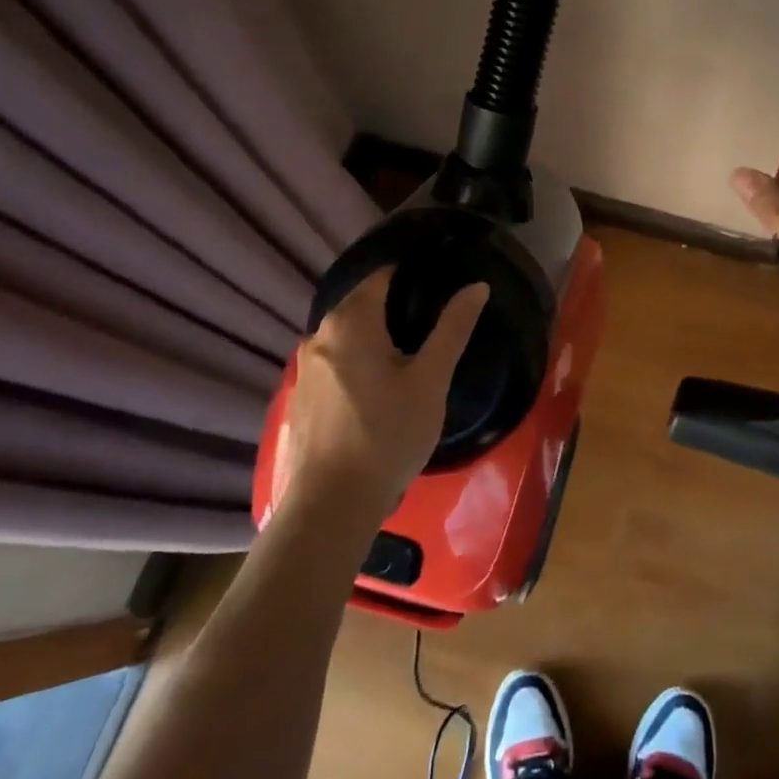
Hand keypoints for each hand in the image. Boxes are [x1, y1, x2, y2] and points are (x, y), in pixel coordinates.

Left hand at [278, 270, 487, 519]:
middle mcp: (319, 334)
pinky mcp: (302, 396)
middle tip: (434, 322)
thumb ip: (453, 328)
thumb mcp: (431, 379)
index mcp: (350, 321)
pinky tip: (380, 388)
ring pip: (347, 335)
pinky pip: (336, 361)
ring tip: (412, 355)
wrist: (333, 503)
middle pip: (361, 304)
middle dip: (395, 306)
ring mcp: (305, 367)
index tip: (440, 283)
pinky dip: (358, 361)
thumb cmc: (389, 434)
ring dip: (376, 336)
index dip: (412, 274)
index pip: (382, 276)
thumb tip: (476, 286)